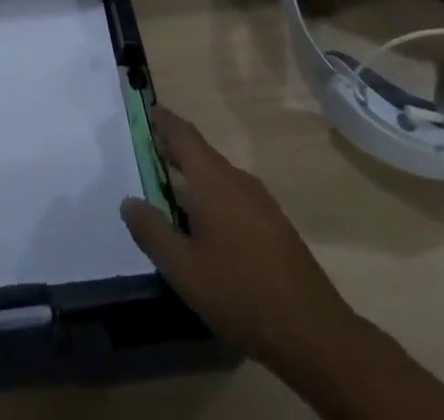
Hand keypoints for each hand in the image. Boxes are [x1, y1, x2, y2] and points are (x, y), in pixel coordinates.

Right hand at [120, 109, 351, 375]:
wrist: (315, 333)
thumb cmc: (241, 293)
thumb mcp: (184, 270)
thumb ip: (152, 232)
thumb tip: (129, 201)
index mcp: (213, 181)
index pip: (184, 135)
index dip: (164, 120)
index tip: (148, 109)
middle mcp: (237, 180)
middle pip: (201, 153)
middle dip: (175, 149)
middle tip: (150, 150)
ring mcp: (261, 202)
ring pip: (219, 175)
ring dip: (194, 174)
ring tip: (172, 187)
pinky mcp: (275, 224)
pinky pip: (234, 195)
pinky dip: (213, 194)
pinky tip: (207, 223)